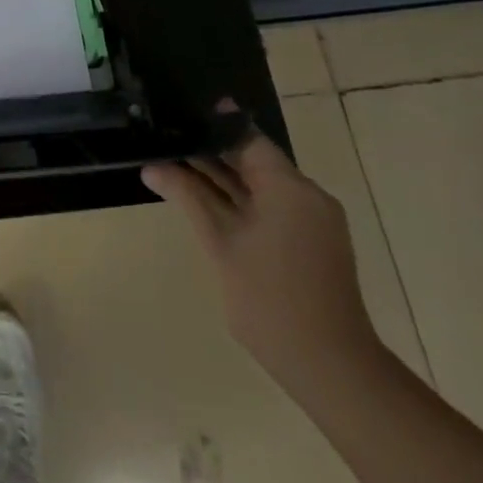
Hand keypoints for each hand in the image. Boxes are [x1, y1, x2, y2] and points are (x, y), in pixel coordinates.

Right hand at [142, 109, 377, 397]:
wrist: (330, 367)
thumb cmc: (270, 298)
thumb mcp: (220, 242)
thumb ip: (188, 196)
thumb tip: (152, 167)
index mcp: (289, 187)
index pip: (246, 137)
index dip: (211, 125)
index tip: (177, 115)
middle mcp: (307, 195)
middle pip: (254, 159)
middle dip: (211, 153)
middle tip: (167, 142)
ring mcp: (314, 220)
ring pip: (262, 185)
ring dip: (224, 179)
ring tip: (177, 168)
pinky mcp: (314, 242)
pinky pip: (273, 206)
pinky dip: (242, 200)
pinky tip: (208, 202)